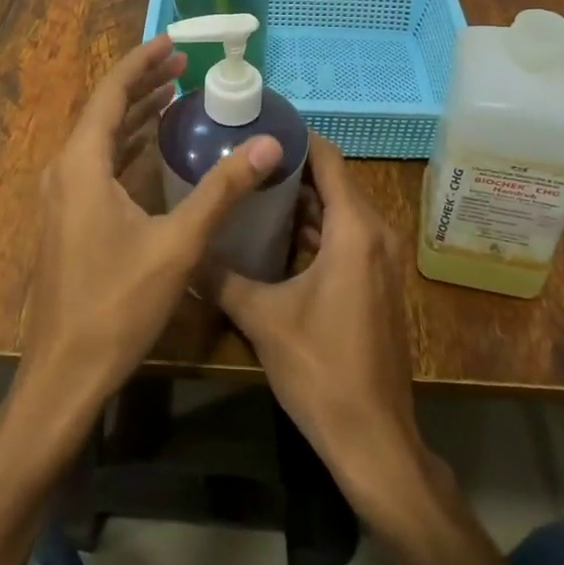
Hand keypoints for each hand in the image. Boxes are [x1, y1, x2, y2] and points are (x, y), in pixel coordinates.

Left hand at [20, 35, 281, 423]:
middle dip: (143, 83)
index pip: (111, 93)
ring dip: (136, 113)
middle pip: (104, 110)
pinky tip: (154, 146)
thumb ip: (222, 190)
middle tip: (184, 65)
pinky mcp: (68, 218)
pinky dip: (127, 145)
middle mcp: (64, 170)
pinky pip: (98, 164)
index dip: (142, 63)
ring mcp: (62, 196)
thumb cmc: (117, 304)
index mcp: (82, 164)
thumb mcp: (178, 243)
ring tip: (174, 93)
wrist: (65, 373)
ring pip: (100, 138)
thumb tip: (268, 145)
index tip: (173, 42)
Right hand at [214, 133, 431, 522]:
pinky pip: (344, 237)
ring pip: (337, 212)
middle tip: (242, 156)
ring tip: (250, 188)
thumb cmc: (321, 369)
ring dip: (300, 200)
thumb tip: (184, 250)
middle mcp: (374, 235)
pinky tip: (272, 235)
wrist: (374, 439)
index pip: (328, 159)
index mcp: (353, 230)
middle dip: (289, 167)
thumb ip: (221, 278)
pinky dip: (313, 229)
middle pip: (332, 182)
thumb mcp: (262, 319)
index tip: (257, 125)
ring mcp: (380, 261)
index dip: (295, 137)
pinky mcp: (376, 283)